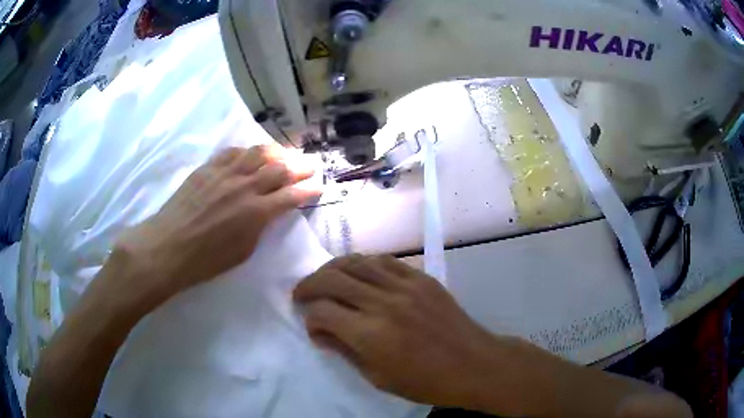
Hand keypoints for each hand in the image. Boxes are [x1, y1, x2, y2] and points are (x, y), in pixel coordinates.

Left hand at [113, 144, 319, 312]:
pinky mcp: (208, 168)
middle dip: (299, 166)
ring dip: (276, 152)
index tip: (319, 186)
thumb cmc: (206, 260)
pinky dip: (247, 151)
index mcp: (256, 213)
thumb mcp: (242, 252)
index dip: (309, 190)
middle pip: (279, 168)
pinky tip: (250, 154)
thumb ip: (260, 227)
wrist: (168, 247)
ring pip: (257, 152)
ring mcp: (225, 173)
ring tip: (283, 154)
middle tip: (310, 165)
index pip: (291, 195)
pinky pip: (232, 152)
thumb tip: (269, 212)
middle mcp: (244, 187)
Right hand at [293, 255, 509, 408]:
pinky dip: (362, 263)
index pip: (322, 312)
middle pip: (332, 278)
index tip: (311, 326)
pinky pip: (383, 260)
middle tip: (301, 294)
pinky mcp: (421, 277)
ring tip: (323, 279)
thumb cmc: (425, 382)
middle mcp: (383, 302)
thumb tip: (319, 331)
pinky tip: (357, 273)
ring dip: (332, 268)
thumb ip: (344, 350)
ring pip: (356, 262)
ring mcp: (404, 285)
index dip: (309, 318)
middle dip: (309, 285)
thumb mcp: (378, 377)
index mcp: (371, 334)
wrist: (473, 364)